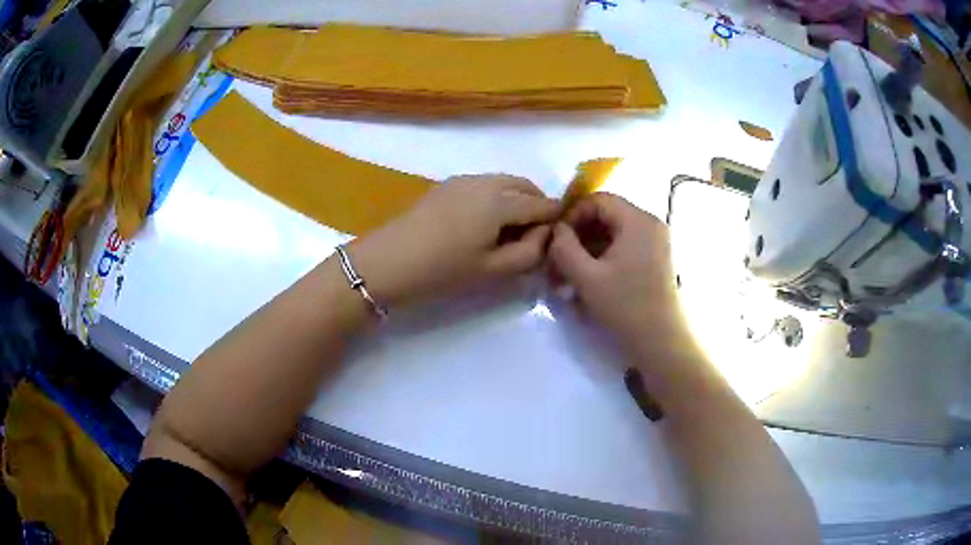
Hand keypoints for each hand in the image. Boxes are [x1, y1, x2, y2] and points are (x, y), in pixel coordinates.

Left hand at [349, 175, 558, 307]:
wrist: (388, 262)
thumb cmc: (443, 270)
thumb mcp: (493, 270)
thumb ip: (529, 252)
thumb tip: (544, 235)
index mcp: (501, 200)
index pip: (542, 204)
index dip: (555, 220)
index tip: (558, 239)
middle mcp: (485, 181)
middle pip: (524, 186)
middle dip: (537, 205)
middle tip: (534, 237)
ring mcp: (463, 179)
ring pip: (504, 183)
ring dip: (516, 200)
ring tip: (509, 232)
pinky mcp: (447, 185)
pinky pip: (484, 185)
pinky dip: (496, 198)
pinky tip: (484, 224)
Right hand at [549, 193, 695, 361]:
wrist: (662, 341)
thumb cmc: (625, 307)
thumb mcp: (586, 277)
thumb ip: (564, 247)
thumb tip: (556, 230)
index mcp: (638, 220)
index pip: (598, 200)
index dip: (573, 214)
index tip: (557, 238)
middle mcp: (651, 224)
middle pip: (606, 215)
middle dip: (579, 235)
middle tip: (559, 259)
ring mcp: (656, 242)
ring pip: (614, 233)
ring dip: (589, 249)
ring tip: (570, 275)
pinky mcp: (656, 259)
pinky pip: (624, 247)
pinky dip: (604, 258)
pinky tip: (589, 281)